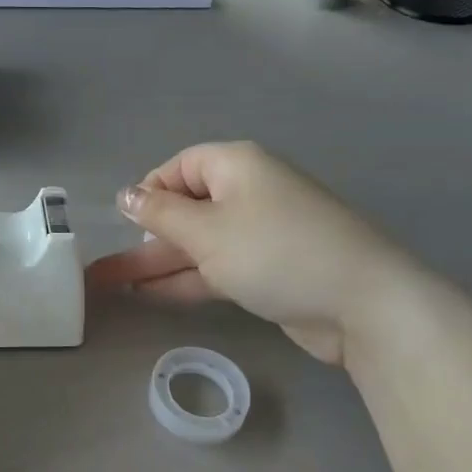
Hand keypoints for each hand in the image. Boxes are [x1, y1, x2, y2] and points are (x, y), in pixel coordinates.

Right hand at [84, 141, 414, 365]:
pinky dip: (187, 279)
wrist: (364, 305)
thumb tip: (126, 194)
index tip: (127, 222)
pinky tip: (150, 296)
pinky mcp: (269, 270)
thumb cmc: (275, 252)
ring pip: (198, 242)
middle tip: (107, 266)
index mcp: (236, 166)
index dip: (149, 192)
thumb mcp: (207, 231)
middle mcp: (248, 192)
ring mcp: (261, 233)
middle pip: (186, 208)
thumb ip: (160, 214)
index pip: (179, 167)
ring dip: (160, 263)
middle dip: (147, 236)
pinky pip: (217, 267)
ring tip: (113, 284)